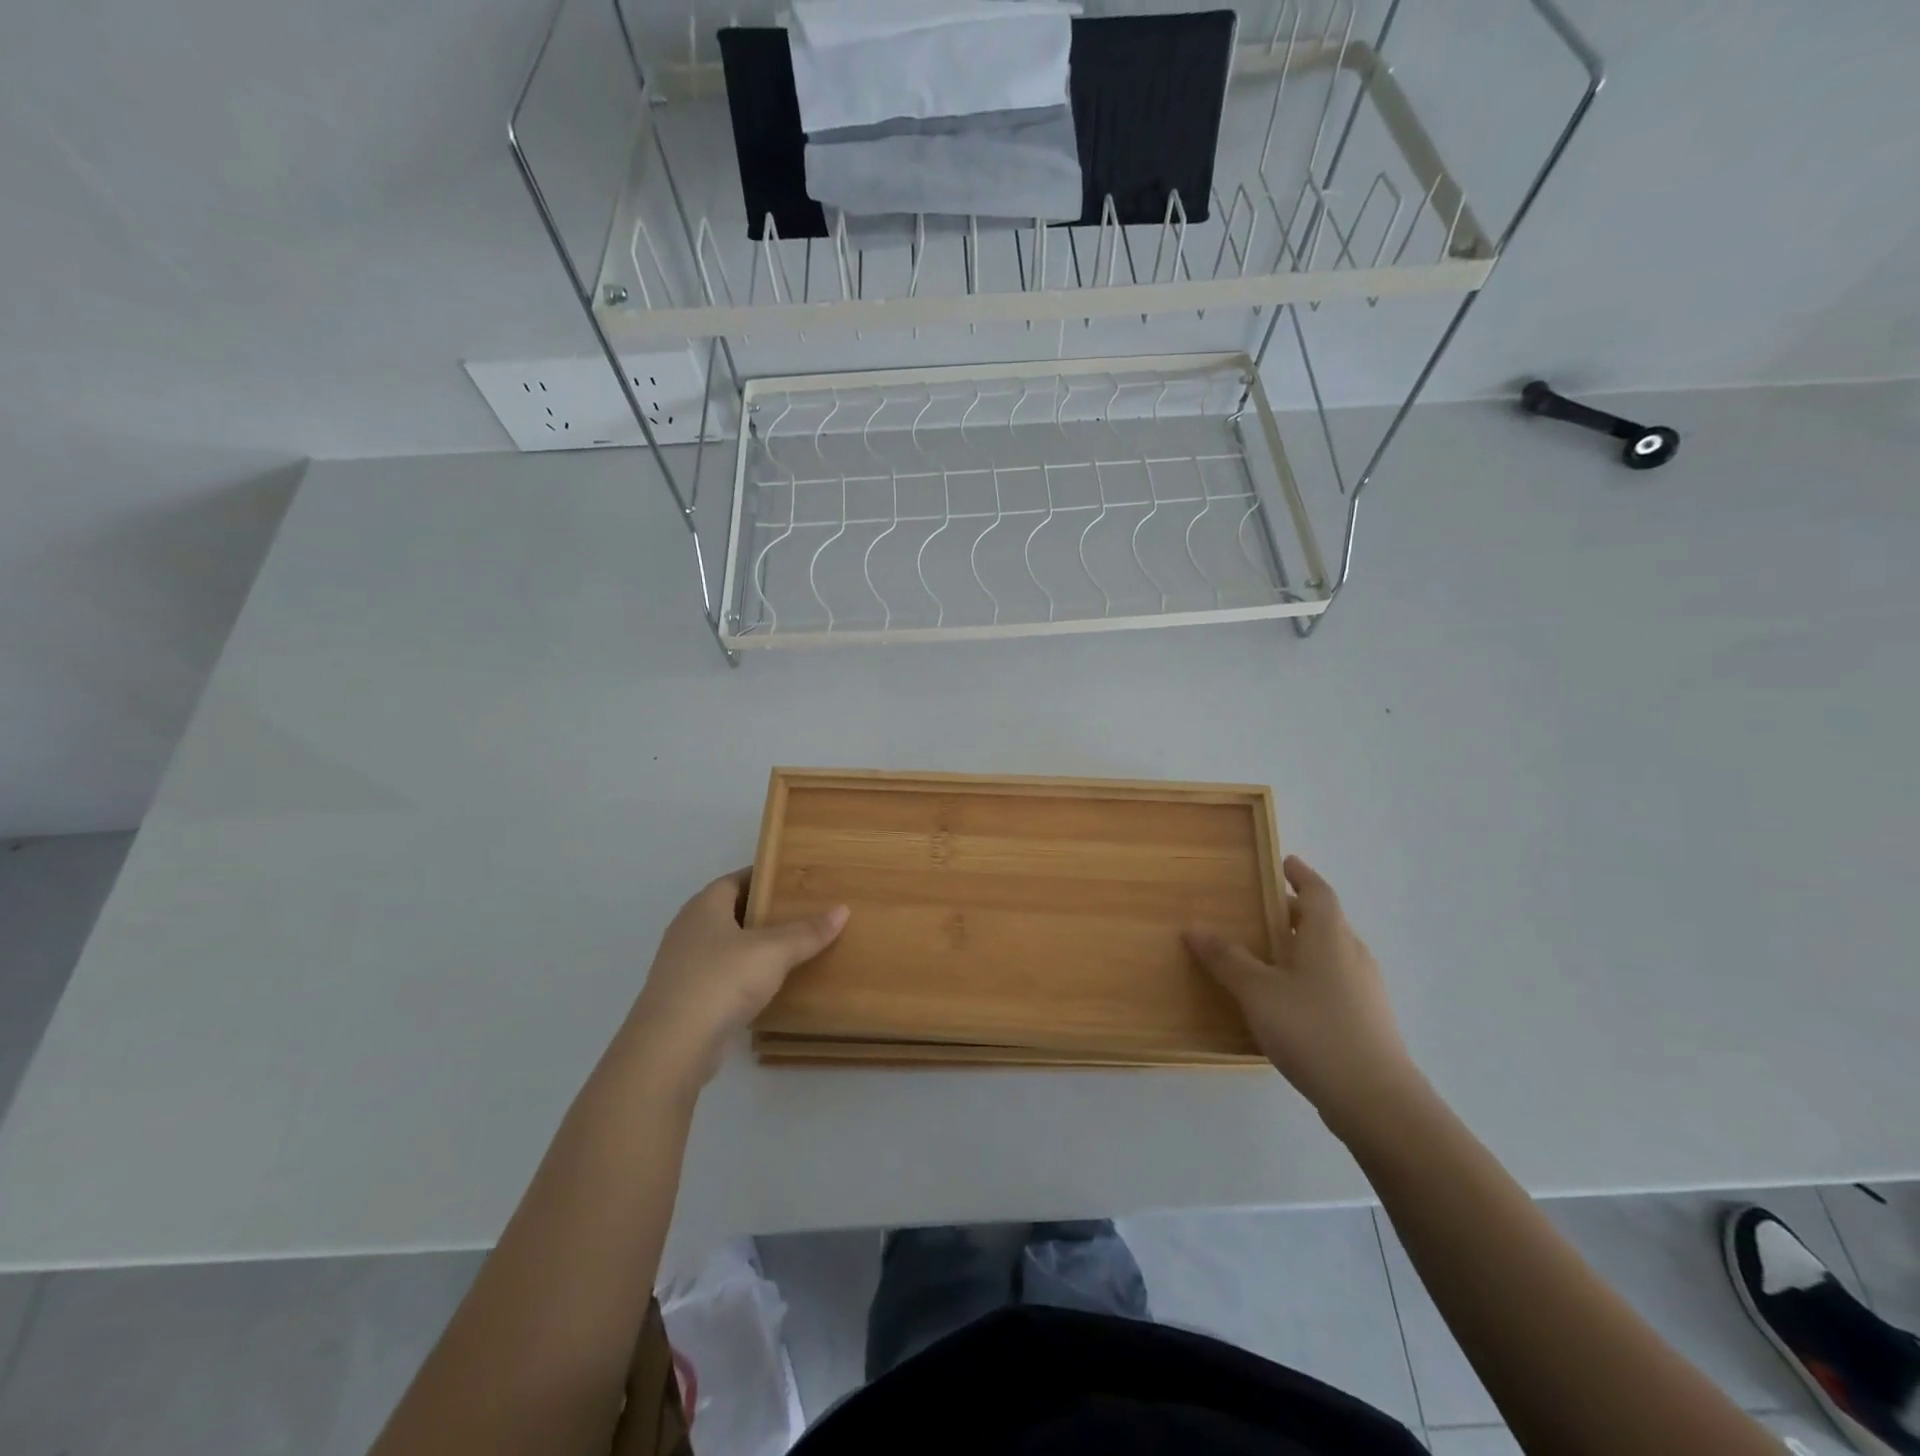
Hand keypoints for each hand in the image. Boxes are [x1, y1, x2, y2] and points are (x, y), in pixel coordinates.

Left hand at [622, 871, 847, 1091]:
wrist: (671, 1047)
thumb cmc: (721, 981)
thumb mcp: (773, 952)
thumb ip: (807, 932)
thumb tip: (842, 909)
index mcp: (704, 906)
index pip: (736, 879)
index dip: (765, 877)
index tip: (795, 881)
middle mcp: (688, 929)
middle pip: (731, 911)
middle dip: (763, 912)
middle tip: (803, 912)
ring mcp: (683, 965)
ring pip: (725, 945)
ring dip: (753, 946)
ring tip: (792, 947)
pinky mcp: (684, 998)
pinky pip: (721, 976)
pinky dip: (743, 975)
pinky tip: (768, 985)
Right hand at [1184, 855, 1422, 1138]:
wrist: (1376, 1101)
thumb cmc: (1314, 1030)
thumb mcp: (1258, 992)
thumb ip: (1227, 959)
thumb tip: (1194, 928)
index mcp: (1329, 936)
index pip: (1318, 892)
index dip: (1301, 875)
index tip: (1286, 862)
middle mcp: (1352, 954)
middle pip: (1326, 921)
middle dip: (1296, 913)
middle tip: (1263, 911)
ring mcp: (1366, 990)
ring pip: (1331, 953)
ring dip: (1304, 946)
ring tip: (1270, 955)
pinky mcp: (1368, 1021)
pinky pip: (1335, 982)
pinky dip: (1312, 976)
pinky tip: (1289, 1001)